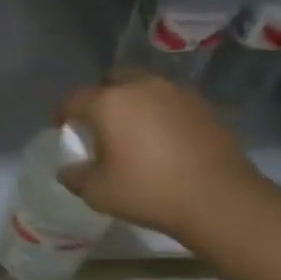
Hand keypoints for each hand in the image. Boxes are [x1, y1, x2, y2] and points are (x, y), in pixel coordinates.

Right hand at [56, 73, 265, 237]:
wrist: (219, 198)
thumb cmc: (149, 191)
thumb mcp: (98, 192)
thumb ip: (75, 176)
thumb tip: (69, 169)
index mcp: (108, 102)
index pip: (73, 98)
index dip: (62, 113)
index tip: (62, 128)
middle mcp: (141, 86)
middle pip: (111, 81)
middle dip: (101, 98)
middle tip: (100, 126)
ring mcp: (175, 92)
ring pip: (143, 88)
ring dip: (133, 103)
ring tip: (134, 131)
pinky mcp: (202, 105)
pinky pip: (169, 102)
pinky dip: (159, 113)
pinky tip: (163, 139)